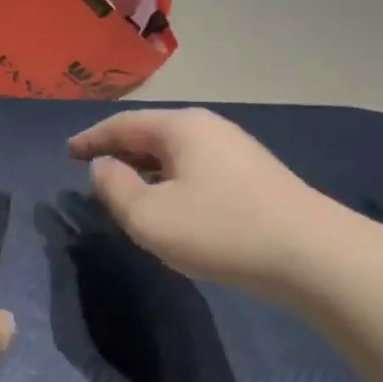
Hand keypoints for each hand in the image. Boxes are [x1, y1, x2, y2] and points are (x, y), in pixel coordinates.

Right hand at [68, 109, 349, 291]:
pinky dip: (171, 181)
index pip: (122, 125)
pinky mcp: (254, 178)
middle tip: (93, 170)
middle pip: (150, 134)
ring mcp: (236, 151)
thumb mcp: (149, 216)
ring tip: (126, 189)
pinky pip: (196, 170)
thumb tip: (103, 166)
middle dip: (119, 151)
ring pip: (175, 154)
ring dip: (146, 169)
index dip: (91, 138)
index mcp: (180, 128)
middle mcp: (209, 129)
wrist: (314, 256)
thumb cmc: (221, 230)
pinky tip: (171, 206)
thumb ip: (114, 188)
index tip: (68, 152)